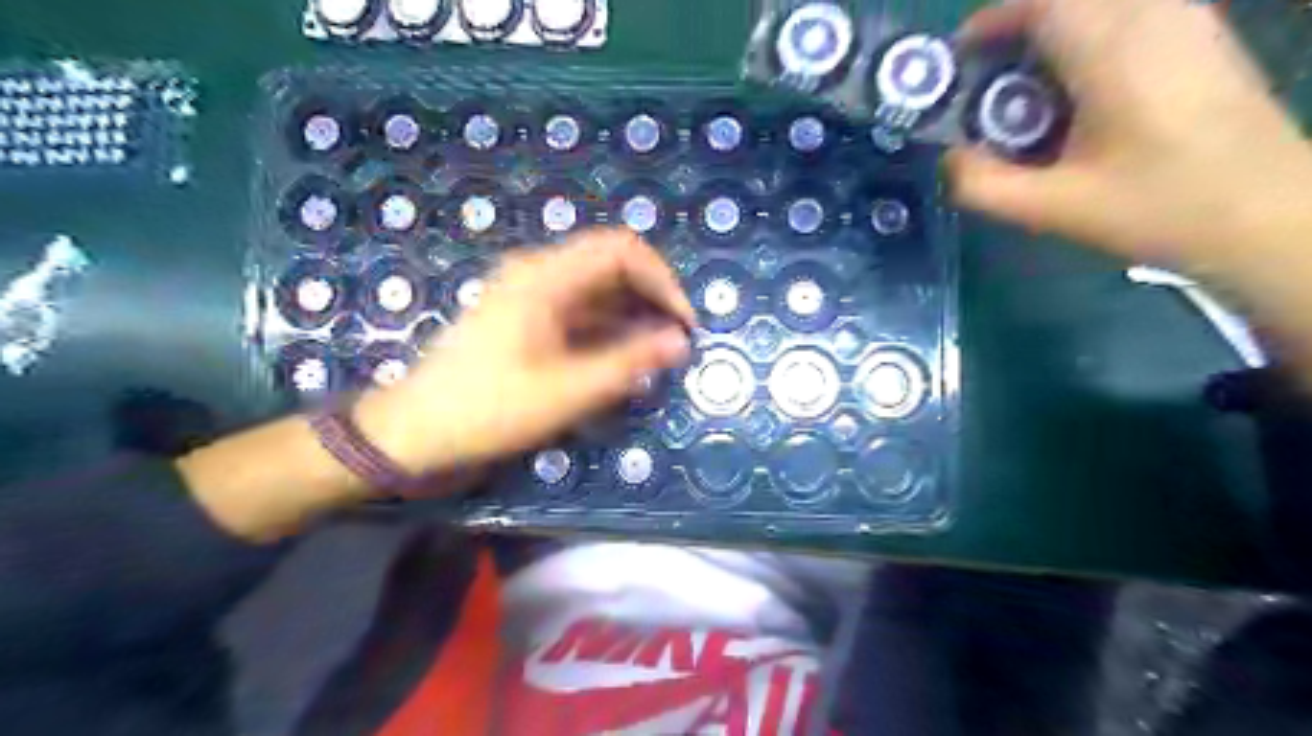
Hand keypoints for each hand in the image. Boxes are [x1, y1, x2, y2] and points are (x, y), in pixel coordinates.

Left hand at [347, 229, 694, 483]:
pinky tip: (622, 357)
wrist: (414, 431)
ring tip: (655, 353)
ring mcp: (528, 293)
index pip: (622, 249)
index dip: (662, 279)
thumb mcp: (567, 391)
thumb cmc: (489, 410)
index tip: (683, 323)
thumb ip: (628, 363)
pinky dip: (607, 327)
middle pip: (611, 263)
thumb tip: (680, 341)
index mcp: (545, 277)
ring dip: (631, 313)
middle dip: (651, 296)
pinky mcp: (524, 316)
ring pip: (596, 287)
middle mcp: (537, 272)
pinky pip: (578, 308)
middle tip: (675, 340)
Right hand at [944, 0, 1311, 266]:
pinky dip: (1089, 39)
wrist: (1268, 214)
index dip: (992, 20)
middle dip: (1018, 28)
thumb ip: (983, 186)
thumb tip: (947, 161)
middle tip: (987, 80)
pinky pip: (1131, 15)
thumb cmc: (1157, 208)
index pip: (1043, 2)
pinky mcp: (1203, 37)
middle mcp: (1154, 16)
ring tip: (1027, 90)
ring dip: (1054, 33)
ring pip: (1103, 4)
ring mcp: (1187, 20)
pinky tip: (1079, 93)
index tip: (959, 56)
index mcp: (1113, 50)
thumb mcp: (1053, 209)